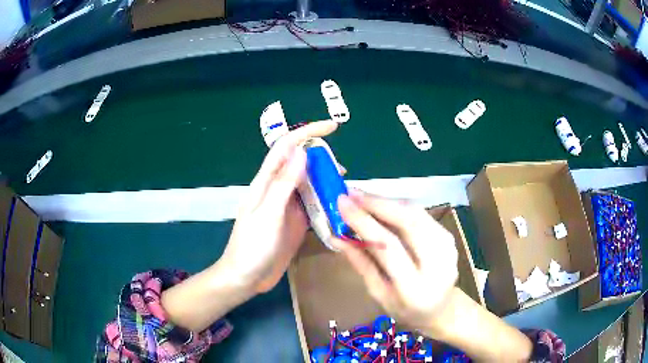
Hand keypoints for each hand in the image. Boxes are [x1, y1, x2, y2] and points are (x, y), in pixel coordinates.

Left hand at [220, 120, 338, 292]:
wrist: (246, 278)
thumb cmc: (252, 247)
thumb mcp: (268, 214)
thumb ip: (284, 184)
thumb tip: (302, 152)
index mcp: (266, 182)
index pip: (286, 148)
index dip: (308, 133)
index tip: (332, 127)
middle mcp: (278, 190)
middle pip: (301, 164)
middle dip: (322, 160)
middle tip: (343, 170)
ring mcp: (288, 207)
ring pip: (310, 184)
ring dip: (327, 182)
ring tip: (345, 188)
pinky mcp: (296, 222)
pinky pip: (314, 205)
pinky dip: (327, 201)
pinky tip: (339, 206)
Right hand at [331, 191, 458, 331]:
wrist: (442, 309)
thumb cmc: (405, 308)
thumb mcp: (378, 293)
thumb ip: (360, 262)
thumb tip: (336, 235)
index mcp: (414, 287)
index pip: (389, 247)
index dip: (364, 222)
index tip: (342, 203)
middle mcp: (437, 263)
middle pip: (409, 221)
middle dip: (377, 203)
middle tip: (351, 193)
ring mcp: (448, 246)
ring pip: (416, 212)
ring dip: (387, 201)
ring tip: (361, 196)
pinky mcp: (449, 236)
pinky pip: (421, 213)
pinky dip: (398, 206)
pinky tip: (381, 205)